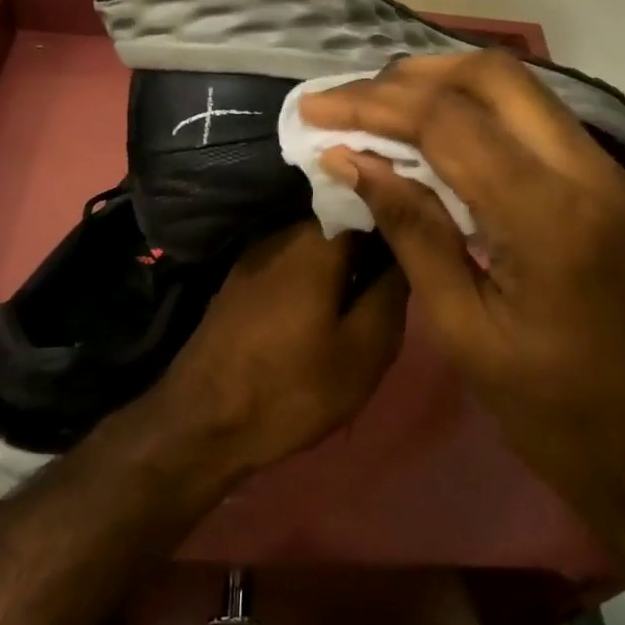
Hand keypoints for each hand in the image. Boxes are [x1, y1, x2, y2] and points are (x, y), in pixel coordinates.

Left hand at [155, 222, 408, 473]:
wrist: (201, 421)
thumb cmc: (291, 387)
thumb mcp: (363, 351)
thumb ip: (391, 292)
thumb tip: (408, 253)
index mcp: (317, 241)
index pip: (371, 203)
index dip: (400, 220)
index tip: (423, 243)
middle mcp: (284, 233)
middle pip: (343, 220)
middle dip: (373, 243)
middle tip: (399, 279)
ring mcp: (257, 253)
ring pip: (318, 242)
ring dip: (345, 261)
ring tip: (367, 295)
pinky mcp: (241, 277)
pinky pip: (293, 260)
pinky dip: (317, 274)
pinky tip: (326, 307)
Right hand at [298, 52, 624, 524]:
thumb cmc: (555, 411)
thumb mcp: (464, 330)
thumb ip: (411, 230)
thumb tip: (350, 161)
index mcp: (550, 217)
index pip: (449, 122)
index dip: (373, 106)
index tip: (316, 108)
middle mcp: (589, 172)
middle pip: (494, 76)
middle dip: (411, 76)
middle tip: (350, 99)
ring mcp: (609, 172)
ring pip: (519, 88)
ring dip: (444, 84)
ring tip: (380, 107)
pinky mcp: (610, 183)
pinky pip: (536, 119)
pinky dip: (477, 111)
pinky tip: (435, 135)